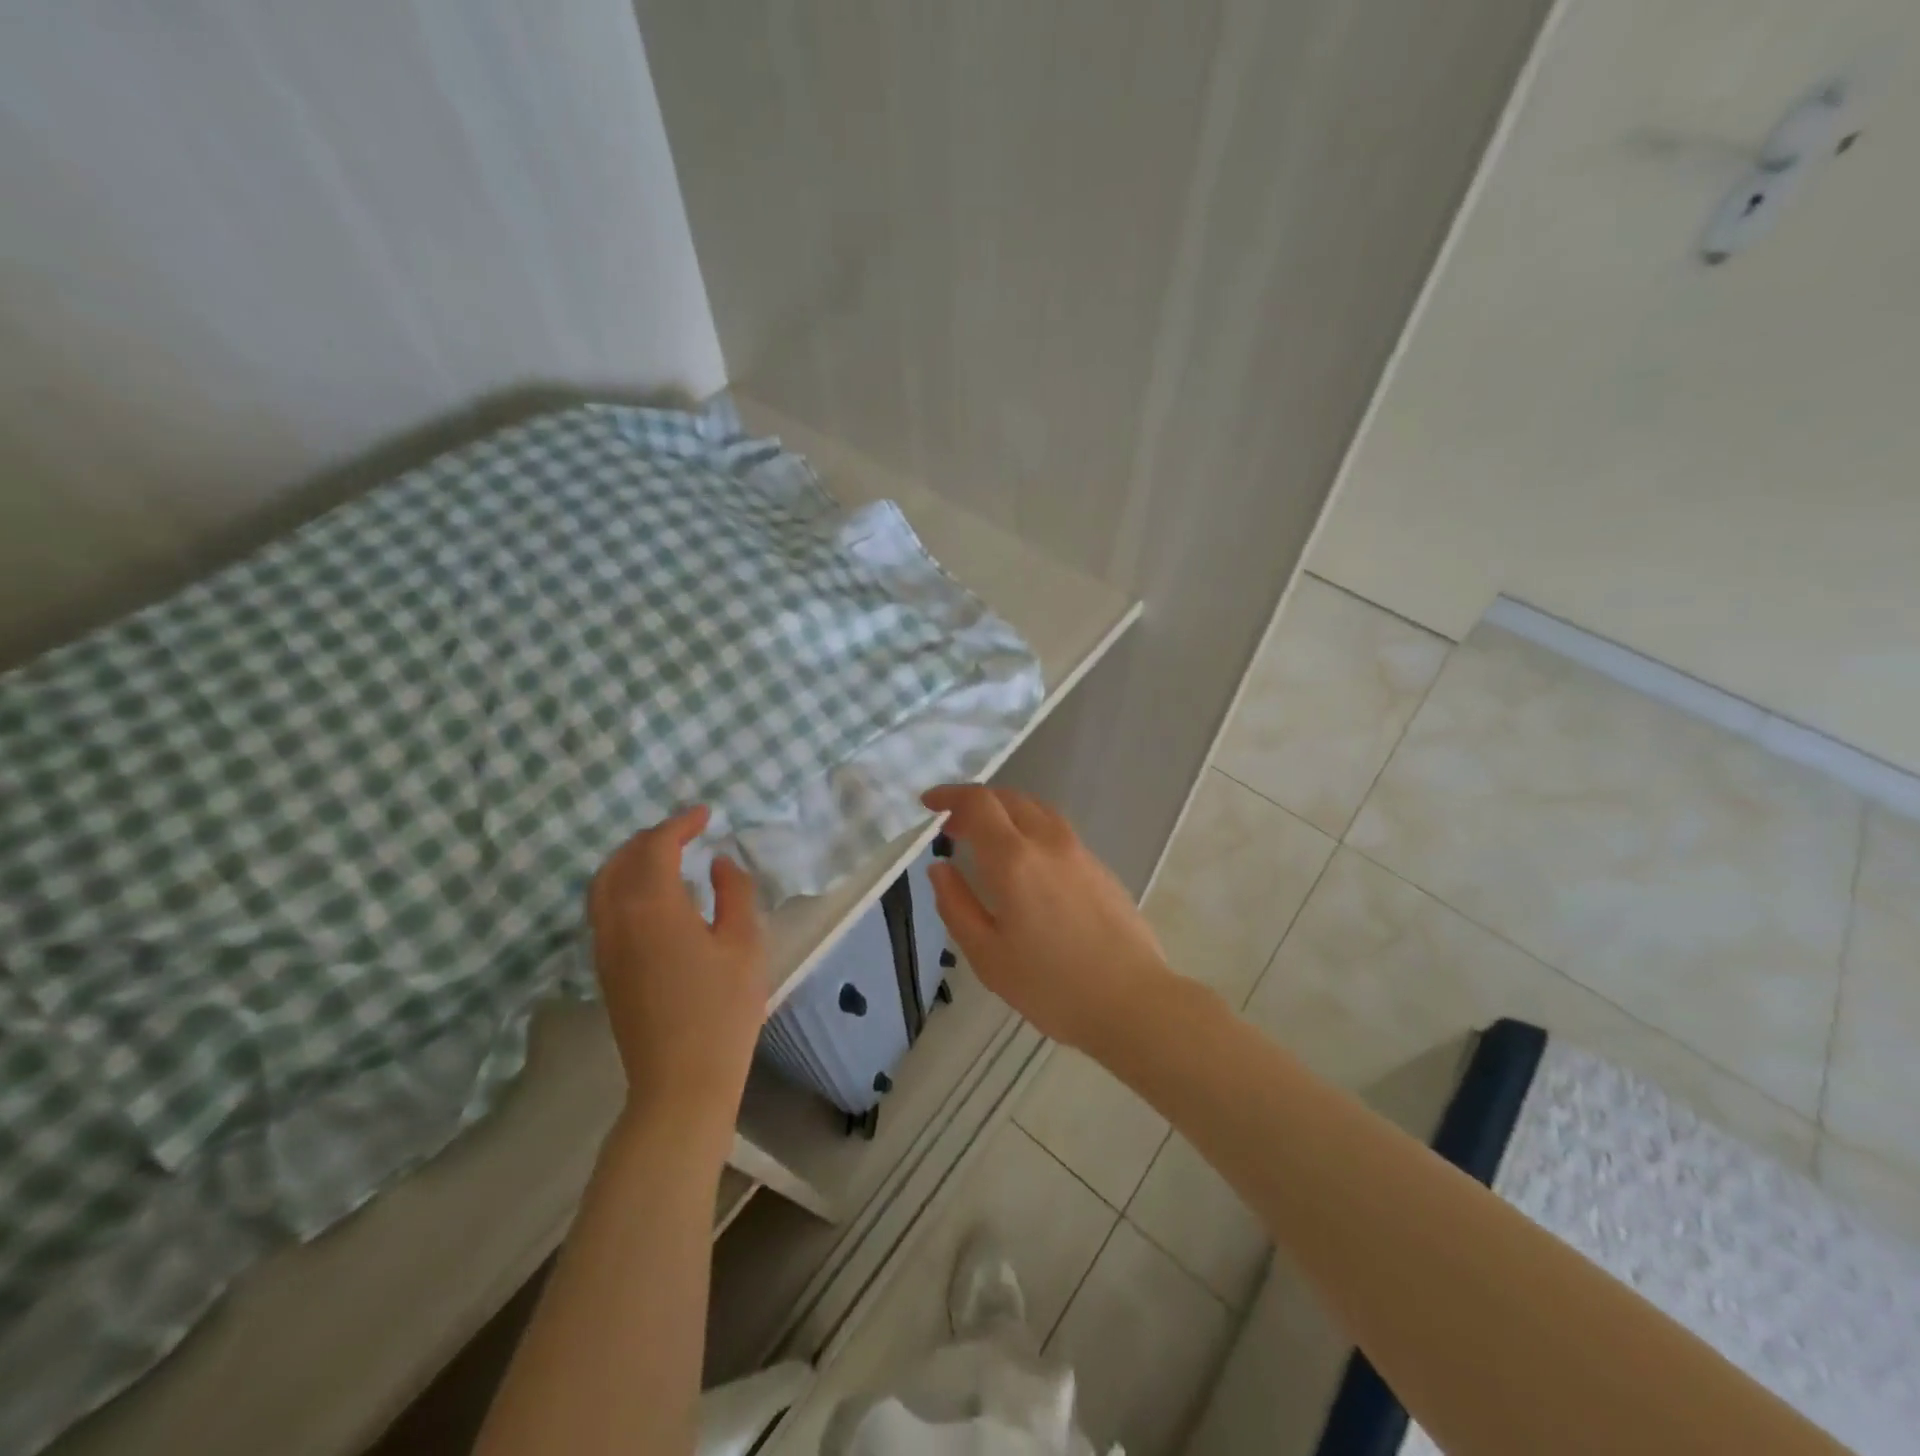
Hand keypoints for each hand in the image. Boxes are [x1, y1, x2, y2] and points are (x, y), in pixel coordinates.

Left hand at [587, 806, 767, 1132]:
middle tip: (687, 831)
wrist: (681, 1081)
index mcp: (653, 907)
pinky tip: (652, 896)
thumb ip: (734, 892)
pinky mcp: (604, 968)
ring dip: (630, 859)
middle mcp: (618, 919)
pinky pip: (602, 907)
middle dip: (652, 837)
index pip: (656, 847)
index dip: (680, 824)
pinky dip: (622, 884)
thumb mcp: (745, 944)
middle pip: (621, 860)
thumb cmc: (723, 1010)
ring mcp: (605, 946)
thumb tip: (718, 863)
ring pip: (603, 883)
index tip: (706, 814)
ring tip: (666, 855)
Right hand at [921, 785, 1173, 1054]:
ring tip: (988, 841)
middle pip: (1009, 798)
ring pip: (1037, 810)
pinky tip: (1027, 865)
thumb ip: (956, 905)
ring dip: (1005, 813)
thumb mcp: (987, 955)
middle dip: (975, 804)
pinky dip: (1030, 829)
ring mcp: (1080, 852)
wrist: (1132, 1001)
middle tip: (952, 829)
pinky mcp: (1100, 867)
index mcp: (1014, 859)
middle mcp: (1048, 842)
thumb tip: (939, 868)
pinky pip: (1057, 830)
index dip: (949, 795)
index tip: (928, 805)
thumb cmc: (1051, 985)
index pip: (978, 803)